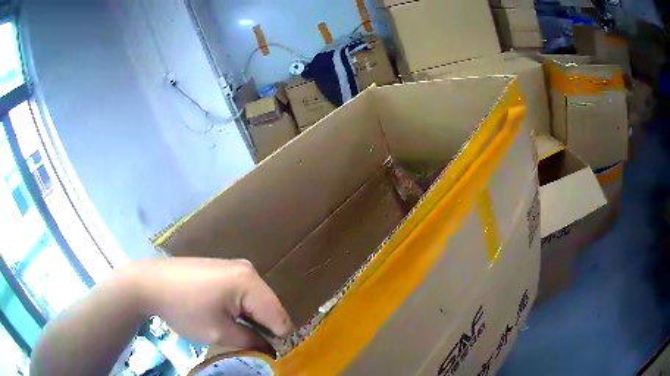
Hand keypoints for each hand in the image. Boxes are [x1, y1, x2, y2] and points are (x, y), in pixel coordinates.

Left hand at [132, 258, 293, 350]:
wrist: (150, 282)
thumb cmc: (184, 308)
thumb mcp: (219, 333)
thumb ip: (251, 342)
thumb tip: (271, 351)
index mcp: (250, 282)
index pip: (280, 318)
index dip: (275, 340)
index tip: (262, 352)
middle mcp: (248, 270)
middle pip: (270, 308)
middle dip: (263, 328)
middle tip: (245, 343)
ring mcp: (235, 266)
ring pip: (257, 301)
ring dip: (251, 319)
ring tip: (233, 330)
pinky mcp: (223, 268)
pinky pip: (244, 293)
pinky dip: (240, 309)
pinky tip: (223, 315)